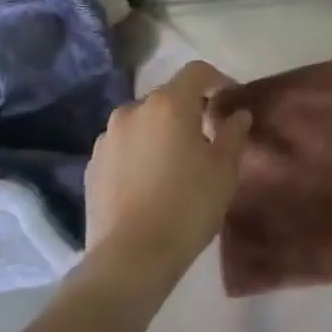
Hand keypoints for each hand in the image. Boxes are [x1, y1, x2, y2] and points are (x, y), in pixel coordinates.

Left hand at [84, 60, 251, 286]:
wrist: (130, 259)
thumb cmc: (188, 207)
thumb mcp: (224, 170)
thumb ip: (233, 133)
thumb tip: (238, 114)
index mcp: (168, 104)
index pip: (197, 72)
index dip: (218, 80)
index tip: (230, 101)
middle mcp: (133, 111)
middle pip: (168, 97)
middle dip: (189, 110)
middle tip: (206, 138)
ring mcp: (107, 138)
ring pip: (143, 122)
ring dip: (161, 131)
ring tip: (174, 164)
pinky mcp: (92, 165)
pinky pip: (124, 146)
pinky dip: (139, 153)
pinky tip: (149, 183)